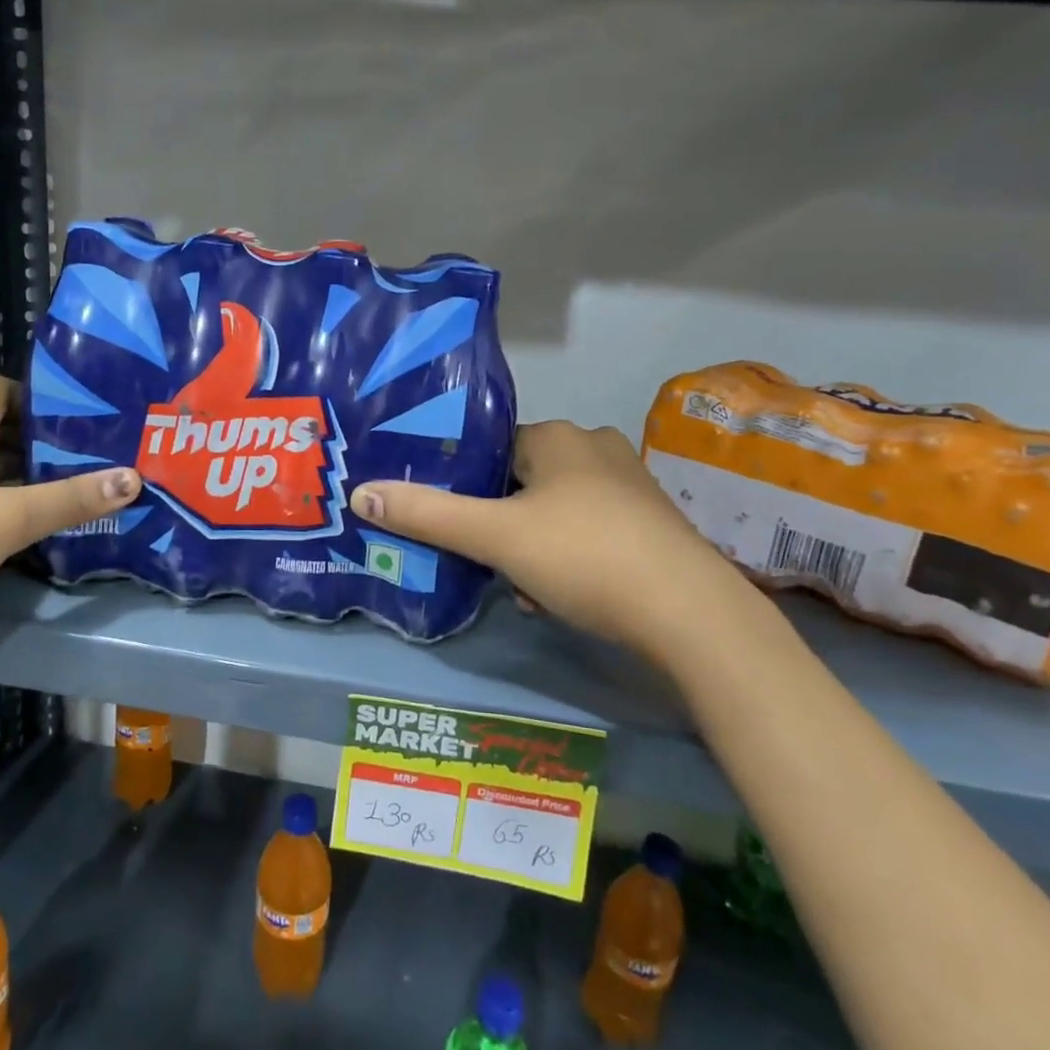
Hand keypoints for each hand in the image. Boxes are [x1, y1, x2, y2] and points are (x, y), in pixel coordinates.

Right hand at [350, 420, 727, 654]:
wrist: (689, 613)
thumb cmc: (583, 556)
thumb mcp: (495, 536)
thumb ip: (427, 514)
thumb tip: (360, 492)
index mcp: (557, 436)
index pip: (490, 449)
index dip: (465, 486)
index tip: (452, 524)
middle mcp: (594, 447)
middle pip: (519, 483)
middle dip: (498, 526)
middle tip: (486, 563)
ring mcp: (629, 485)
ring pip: (553, 511)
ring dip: (529, 547)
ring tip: (522, 589)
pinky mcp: (651, 523)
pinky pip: (587, 531)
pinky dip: (566, 558)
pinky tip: (560, 595)